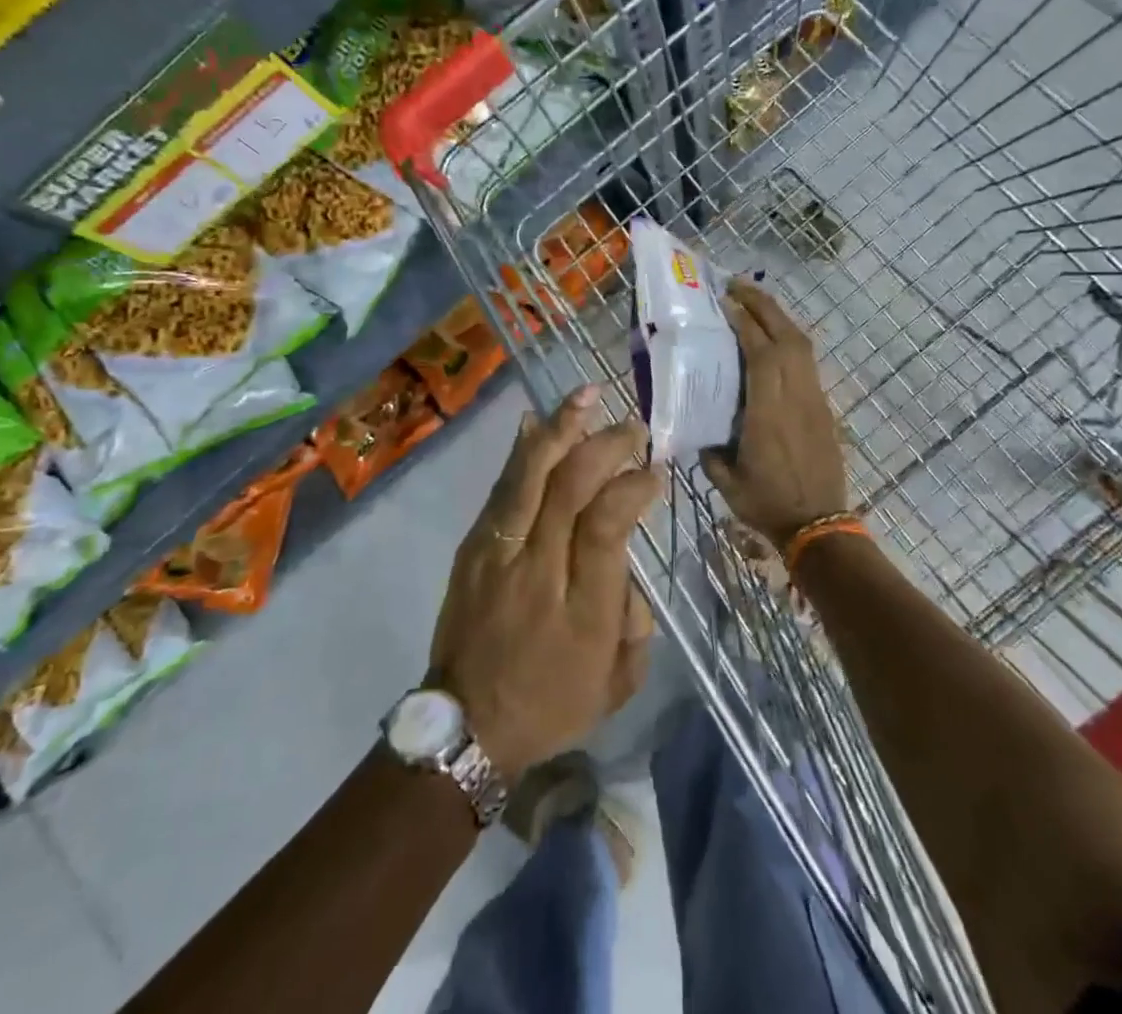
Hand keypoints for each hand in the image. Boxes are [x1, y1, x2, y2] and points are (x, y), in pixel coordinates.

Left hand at [427, 385, 661, 780]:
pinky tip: (537, 422)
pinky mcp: (474, 548)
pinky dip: (522, 452)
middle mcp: (539, 569)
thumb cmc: (551, 704)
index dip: (634, 487)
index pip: (608, 524)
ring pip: (531, 477)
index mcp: (582, 608)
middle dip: (605, 446)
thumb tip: (628, 561)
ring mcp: (499, 553)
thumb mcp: (616, 683)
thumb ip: (636, 620)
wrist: (466, 726)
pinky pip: (501, 489)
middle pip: (570, 488)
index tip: (655, 470)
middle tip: (633, 428)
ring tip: (587, 395)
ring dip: (562, 430)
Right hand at [702, 280, 848, 548]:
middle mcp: (795, 397)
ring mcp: (814, 399)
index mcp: (768, 413)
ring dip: (779, 317)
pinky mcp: (823, 406)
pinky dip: (789, 339)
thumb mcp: (726, 479)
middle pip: (787, 337)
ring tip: (753, 303)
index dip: (745, 323)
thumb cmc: (767, 503)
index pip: (761, 354)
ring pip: (802, 345)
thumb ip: (710, 447)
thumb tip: (698, 424)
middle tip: (737, 286)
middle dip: (763, 305)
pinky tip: (773, 338)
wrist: (819, 524)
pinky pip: (807, 361)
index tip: (725, 301)